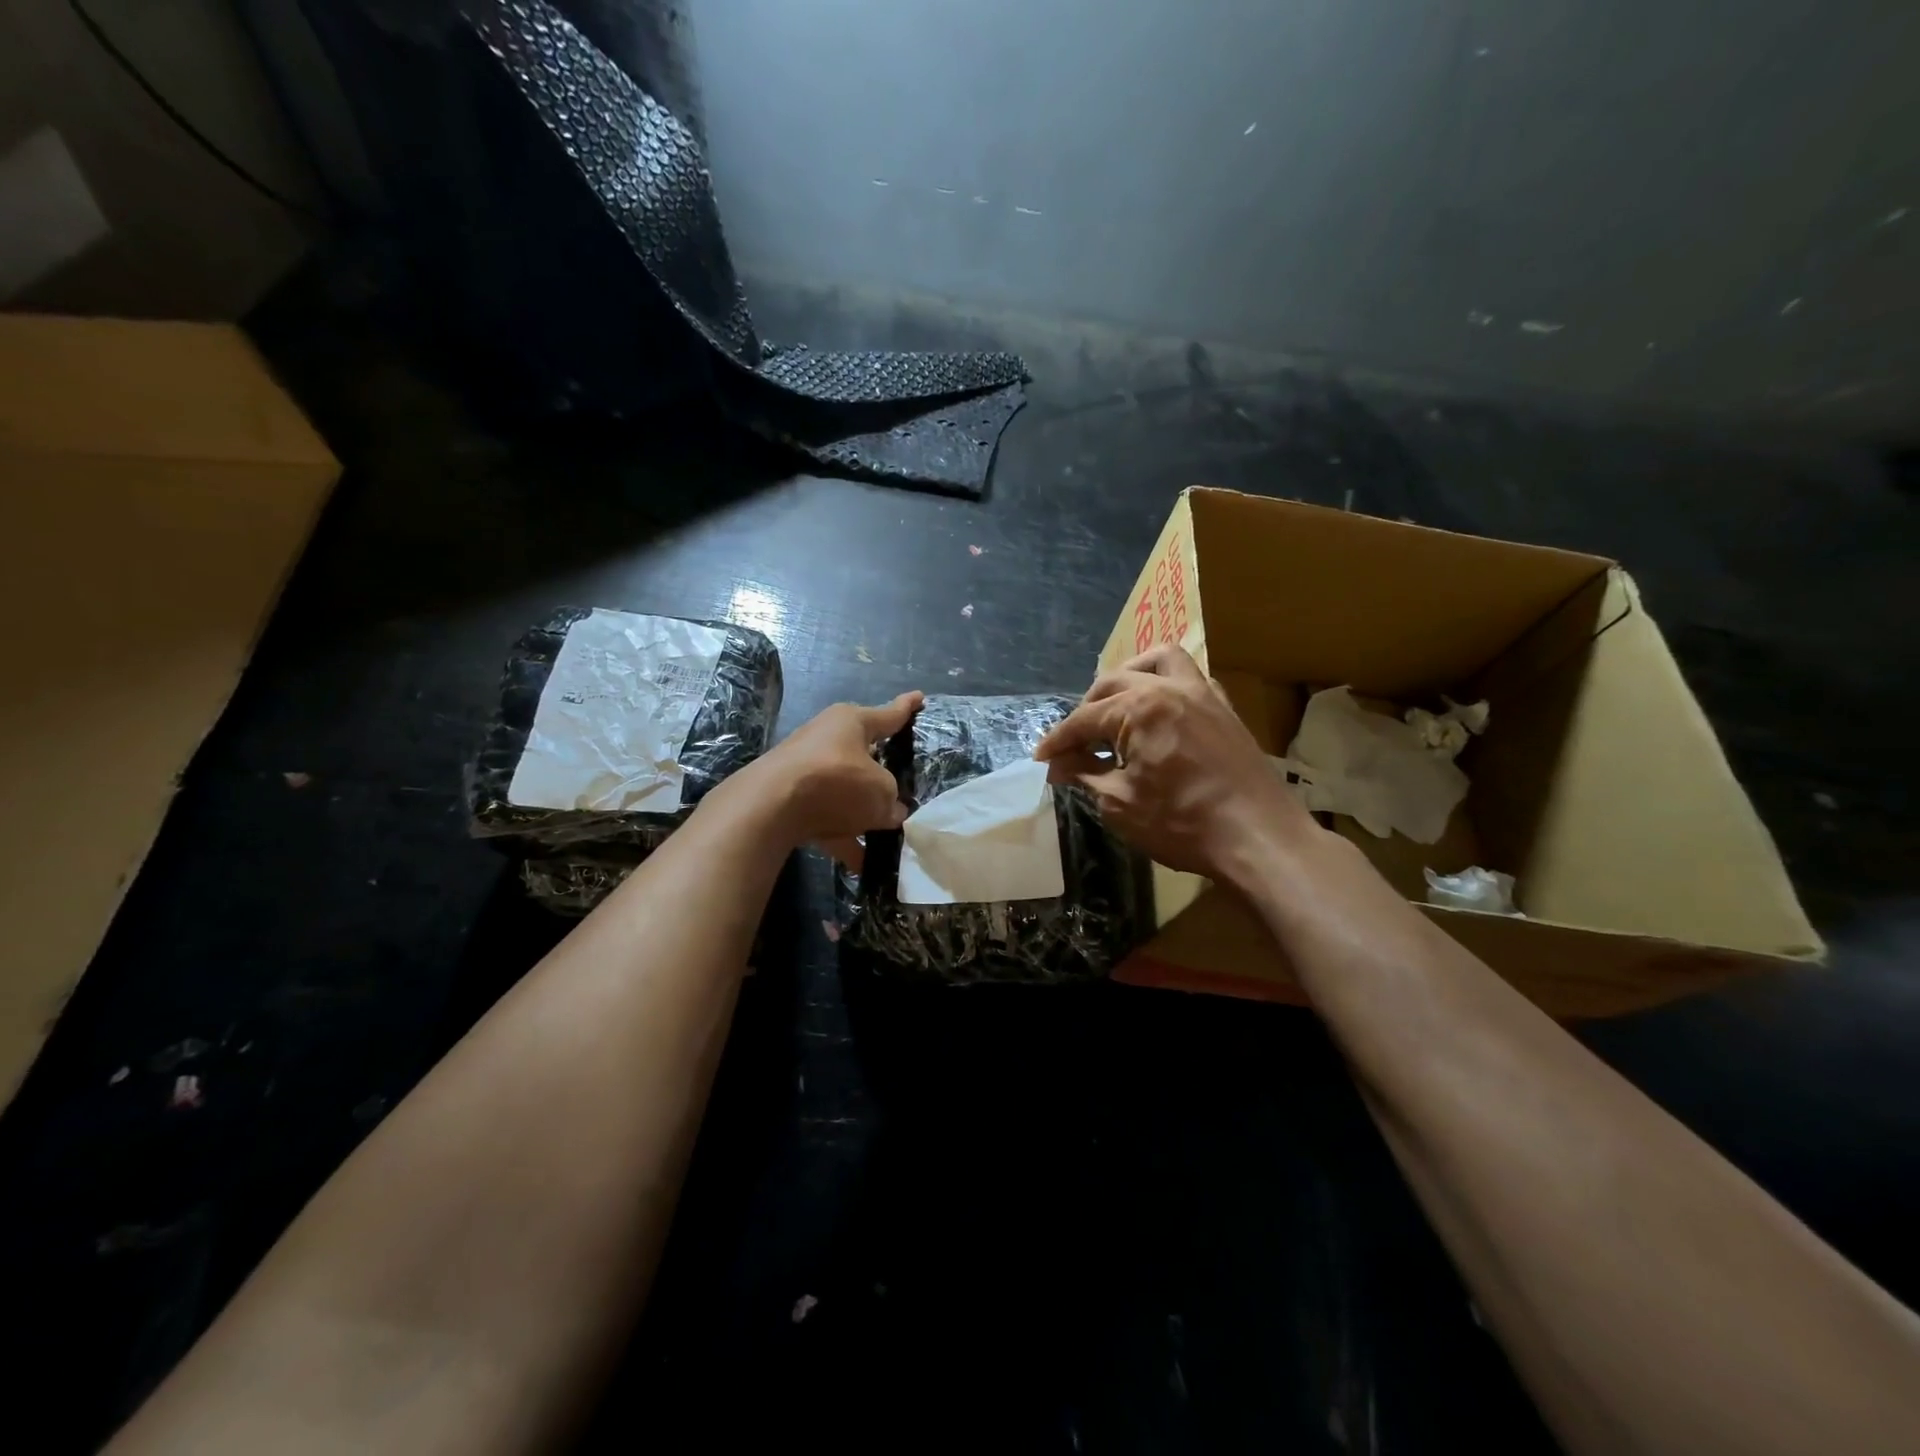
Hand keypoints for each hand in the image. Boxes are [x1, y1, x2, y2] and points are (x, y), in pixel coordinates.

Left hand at [745, 691, 922, 866]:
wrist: (770, 807)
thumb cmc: (836, 781)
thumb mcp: (881, 791)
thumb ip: (891, 800)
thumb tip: (890, 811)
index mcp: (851, 722)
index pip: (888, 714)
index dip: (906, 708)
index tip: (920, 696)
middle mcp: (826, 738)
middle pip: (862, 755)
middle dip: (881, 774)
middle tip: (901, 787)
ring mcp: (805, 768)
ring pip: (843, 790)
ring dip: (861, 813)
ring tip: (886, 835)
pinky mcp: (789, 798)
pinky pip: (826, 818)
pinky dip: (843, 838)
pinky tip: (861, 864)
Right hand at [1034, 647, 1310, 882]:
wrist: (1259, 839)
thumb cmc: (1182, 824)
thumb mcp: (1119, 803)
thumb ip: (1085, 775)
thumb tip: (1057, 765)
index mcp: (1139, 707)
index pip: (1084, 718)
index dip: (1058, 740)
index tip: (1041, 759)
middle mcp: (1170, 687)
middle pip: (1113, 683)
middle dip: (1086, 710)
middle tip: (1074, 744)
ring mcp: (1203, 694)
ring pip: (1157, 661)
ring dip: (1129, 677)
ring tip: (1115, 706)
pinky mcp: (1225, 709)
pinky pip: (1190, 678)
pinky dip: (1166, 685)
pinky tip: (1158, 714)